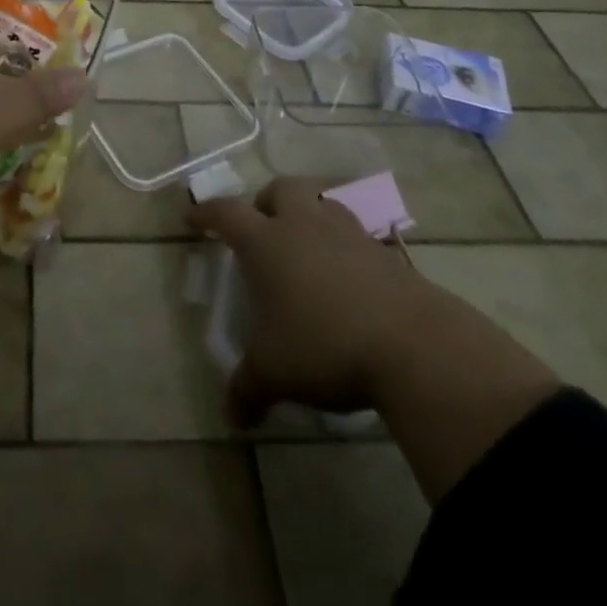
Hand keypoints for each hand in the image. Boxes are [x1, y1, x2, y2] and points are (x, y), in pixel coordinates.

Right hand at [189, 176, 422, 425]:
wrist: (413, 345)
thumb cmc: (325, 346)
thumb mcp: (276, 372)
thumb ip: (248, 389)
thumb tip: (231, 417)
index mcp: (266, 242)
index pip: (226, 212)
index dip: (206, 212)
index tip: (193, 217)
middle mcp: (304, 225)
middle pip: (281, 188)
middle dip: (267, 201)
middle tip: (263, 227)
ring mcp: (348, 234)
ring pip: (322, 203)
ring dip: (310, 216)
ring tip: (307, 249)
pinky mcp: (386, 253)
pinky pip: (357, 236)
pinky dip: (345, 248)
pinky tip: (347, 280)